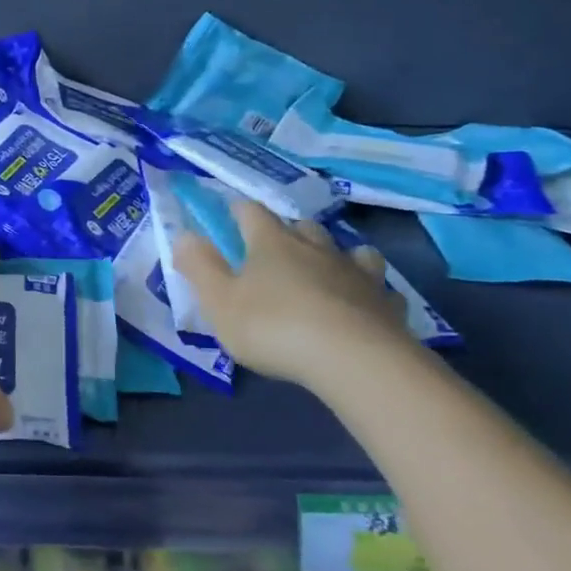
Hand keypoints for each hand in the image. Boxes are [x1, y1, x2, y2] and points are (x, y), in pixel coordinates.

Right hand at [173, 201, 413, 386]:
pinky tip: (363, 305)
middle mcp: (315, 247)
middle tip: (274, 251)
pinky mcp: (385, 302)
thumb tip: (184, 236)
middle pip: (301, 225)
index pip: (251, 212)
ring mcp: (355, 272)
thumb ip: (199, 266)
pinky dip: (368, 290)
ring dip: (334, 255)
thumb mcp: (219, 301)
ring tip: (325, 271)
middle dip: (287, 232)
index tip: (229, 215)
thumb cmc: (274, 327)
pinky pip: (378, 287)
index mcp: (271, 242)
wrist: (355, 360)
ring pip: (347, 249)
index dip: (238, 211)